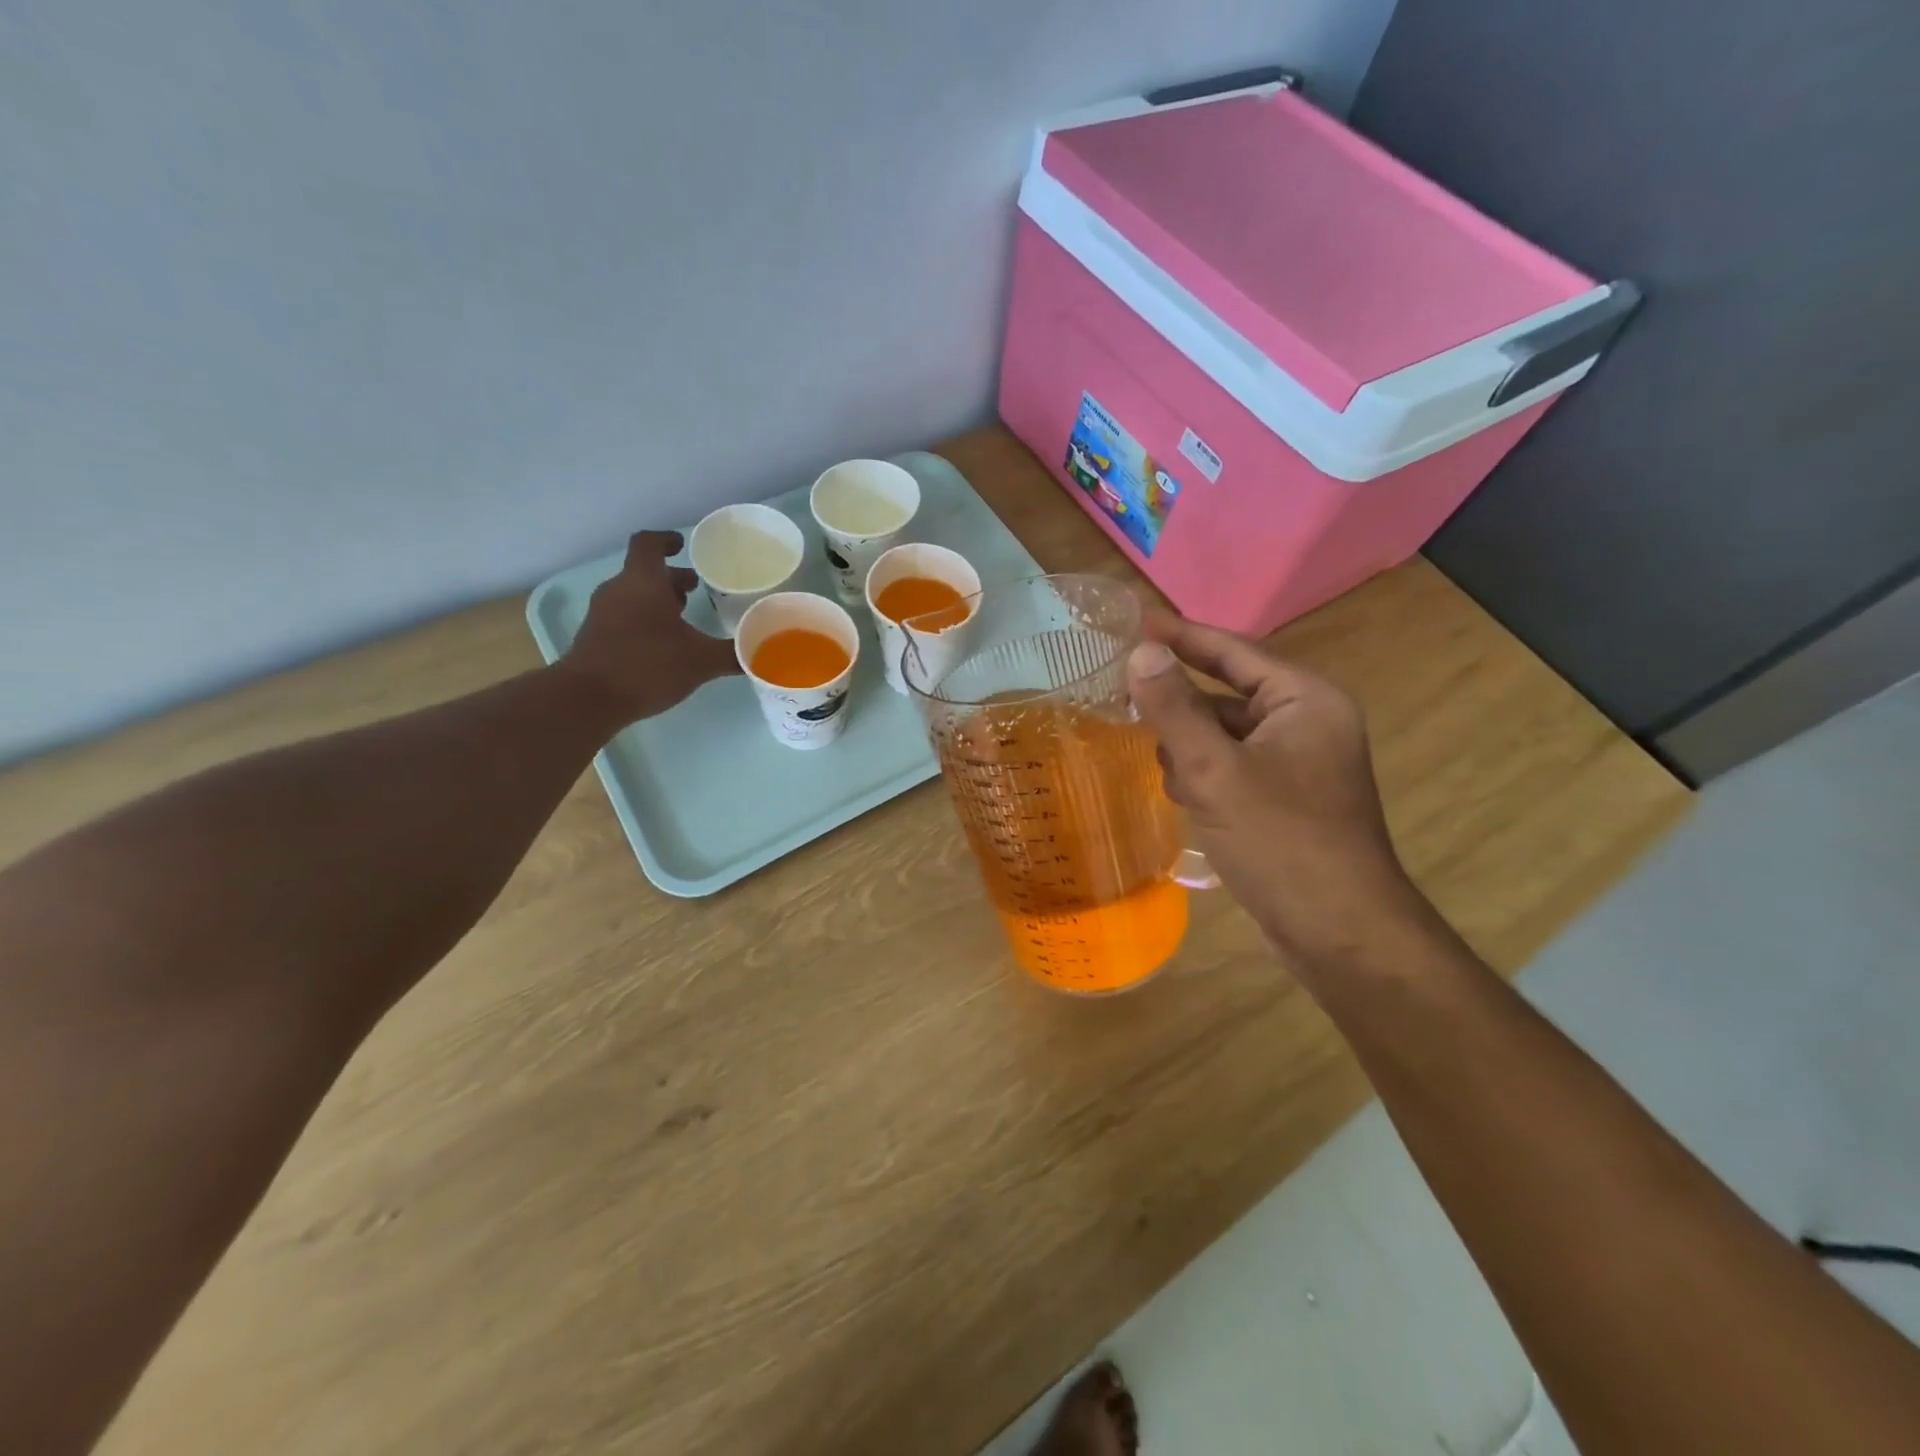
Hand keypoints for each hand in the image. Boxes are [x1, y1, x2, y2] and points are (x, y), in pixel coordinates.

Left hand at [562, 530, 739, 723]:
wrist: (589, 699)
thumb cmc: (648, 666)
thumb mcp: (701, 661)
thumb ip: (733, 654)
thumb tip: (759, 653)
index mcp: (644, 581)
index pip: (649, 543)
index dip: (666, 540)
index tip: (682, 545)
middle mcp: (620, 589)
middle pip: (644, 572)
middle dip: (671, 578)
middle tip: (696, 589)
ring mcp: (603, 613)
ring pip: (633, 595)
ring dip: (657, 600)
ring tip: (683, 618)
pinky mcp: (595, 636)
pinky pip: (623, 616)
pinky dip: (644, 619)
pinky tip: (663, 645)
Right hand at [1127, 612, 1435, 976]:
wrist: (1338, 932)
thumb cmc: (1280, 841)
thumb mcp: (1216, 770)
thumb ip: (1174, 708)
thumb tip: (1141, 652)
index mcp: (1304, 700)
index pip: (1234, 652)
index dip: (1182, 635)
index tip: (1134, 621)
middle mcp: (1306, 723)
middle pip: (1225, 695)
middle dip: (1181, 710)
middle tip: (1125, 701)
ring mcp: (1296, 763)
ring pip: (1222, 735)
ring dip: (1189, 750)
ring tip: (1165, 771)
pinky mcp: (1283, 799)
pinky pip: (1230, 767)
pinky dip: (1204, 776)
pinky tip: (1186, 799)